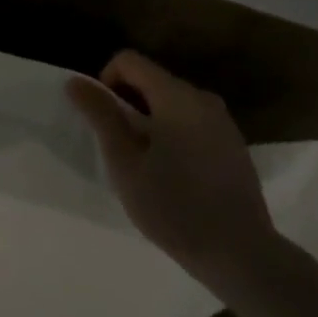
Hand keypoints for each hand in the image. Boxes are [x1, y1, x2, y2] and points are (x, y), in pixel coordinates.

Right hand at [68, 50, 280, 287]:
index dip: (105, 80)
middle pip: (152, 80)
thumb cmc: (174, 207)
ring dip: (151, 120)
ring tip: (146, 163)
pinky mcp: (234, 144)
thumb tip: (75, 81)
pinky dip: (174, 133)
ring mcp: (223, 122)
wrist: (242, 255)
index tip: (104, 120)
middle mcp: (203, 99)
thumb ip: (101, 116)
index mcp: (176, 97)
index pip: (129, 61)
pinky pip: (193, 121)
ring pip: (172, 102)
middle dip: (128, 103)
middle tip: (120, 147)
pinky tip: (175, 174)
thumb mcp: (125, 162)